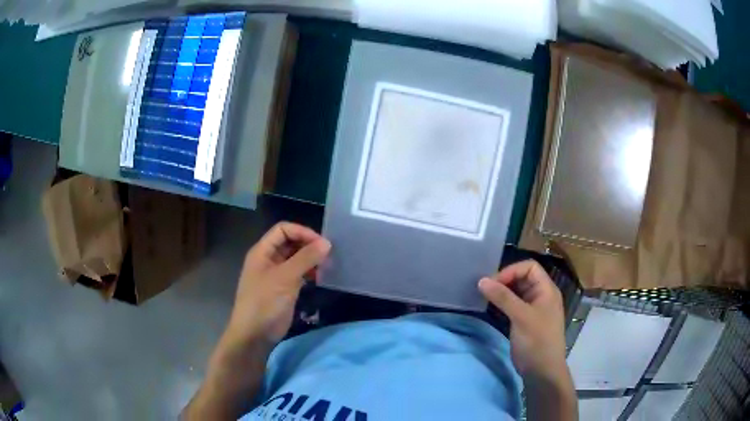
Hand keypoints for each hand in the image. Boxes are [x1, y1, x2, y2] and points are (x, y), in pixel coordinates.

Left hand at [225, 222, 330, 346]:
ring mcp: (276, 275)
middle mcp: (269, 259)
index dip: (302, 232)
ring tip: (327, 265)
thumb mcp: (285, 278)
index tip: (322, 243)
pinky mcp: (283, 289)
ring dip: (310, 259)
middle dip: (308, 245)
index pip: (283, 229)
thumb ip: (306, 258)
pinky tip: (319, 278)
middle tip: (328, 254)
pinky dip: (309, 273)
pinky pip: (298, 274)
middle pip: (290, 242)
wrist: (255, 334)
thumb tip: (327, 243)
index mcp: (262, 251)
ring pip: (295, 259)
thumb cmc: (265, 302)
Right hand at [478, 260, 566, 377]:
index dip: (511, 271)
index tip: (493, 282)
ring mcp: (533, 309)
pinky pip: (513, 305)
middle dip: (505, 280)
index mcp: (547, 290)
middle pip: (523, 278)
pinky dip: (503, 303)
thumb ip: (503, 297)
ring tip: (486, 297)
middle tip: (486, 289)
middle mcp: (541, 296)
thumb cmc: (537, 341)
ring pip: (517, 292)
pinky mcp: (525, 321)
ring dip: (502, 292)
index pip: (530, 267)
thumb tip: (481, 280)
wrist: (542, 371)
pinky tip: (492, 308)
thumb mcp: (521, 317)